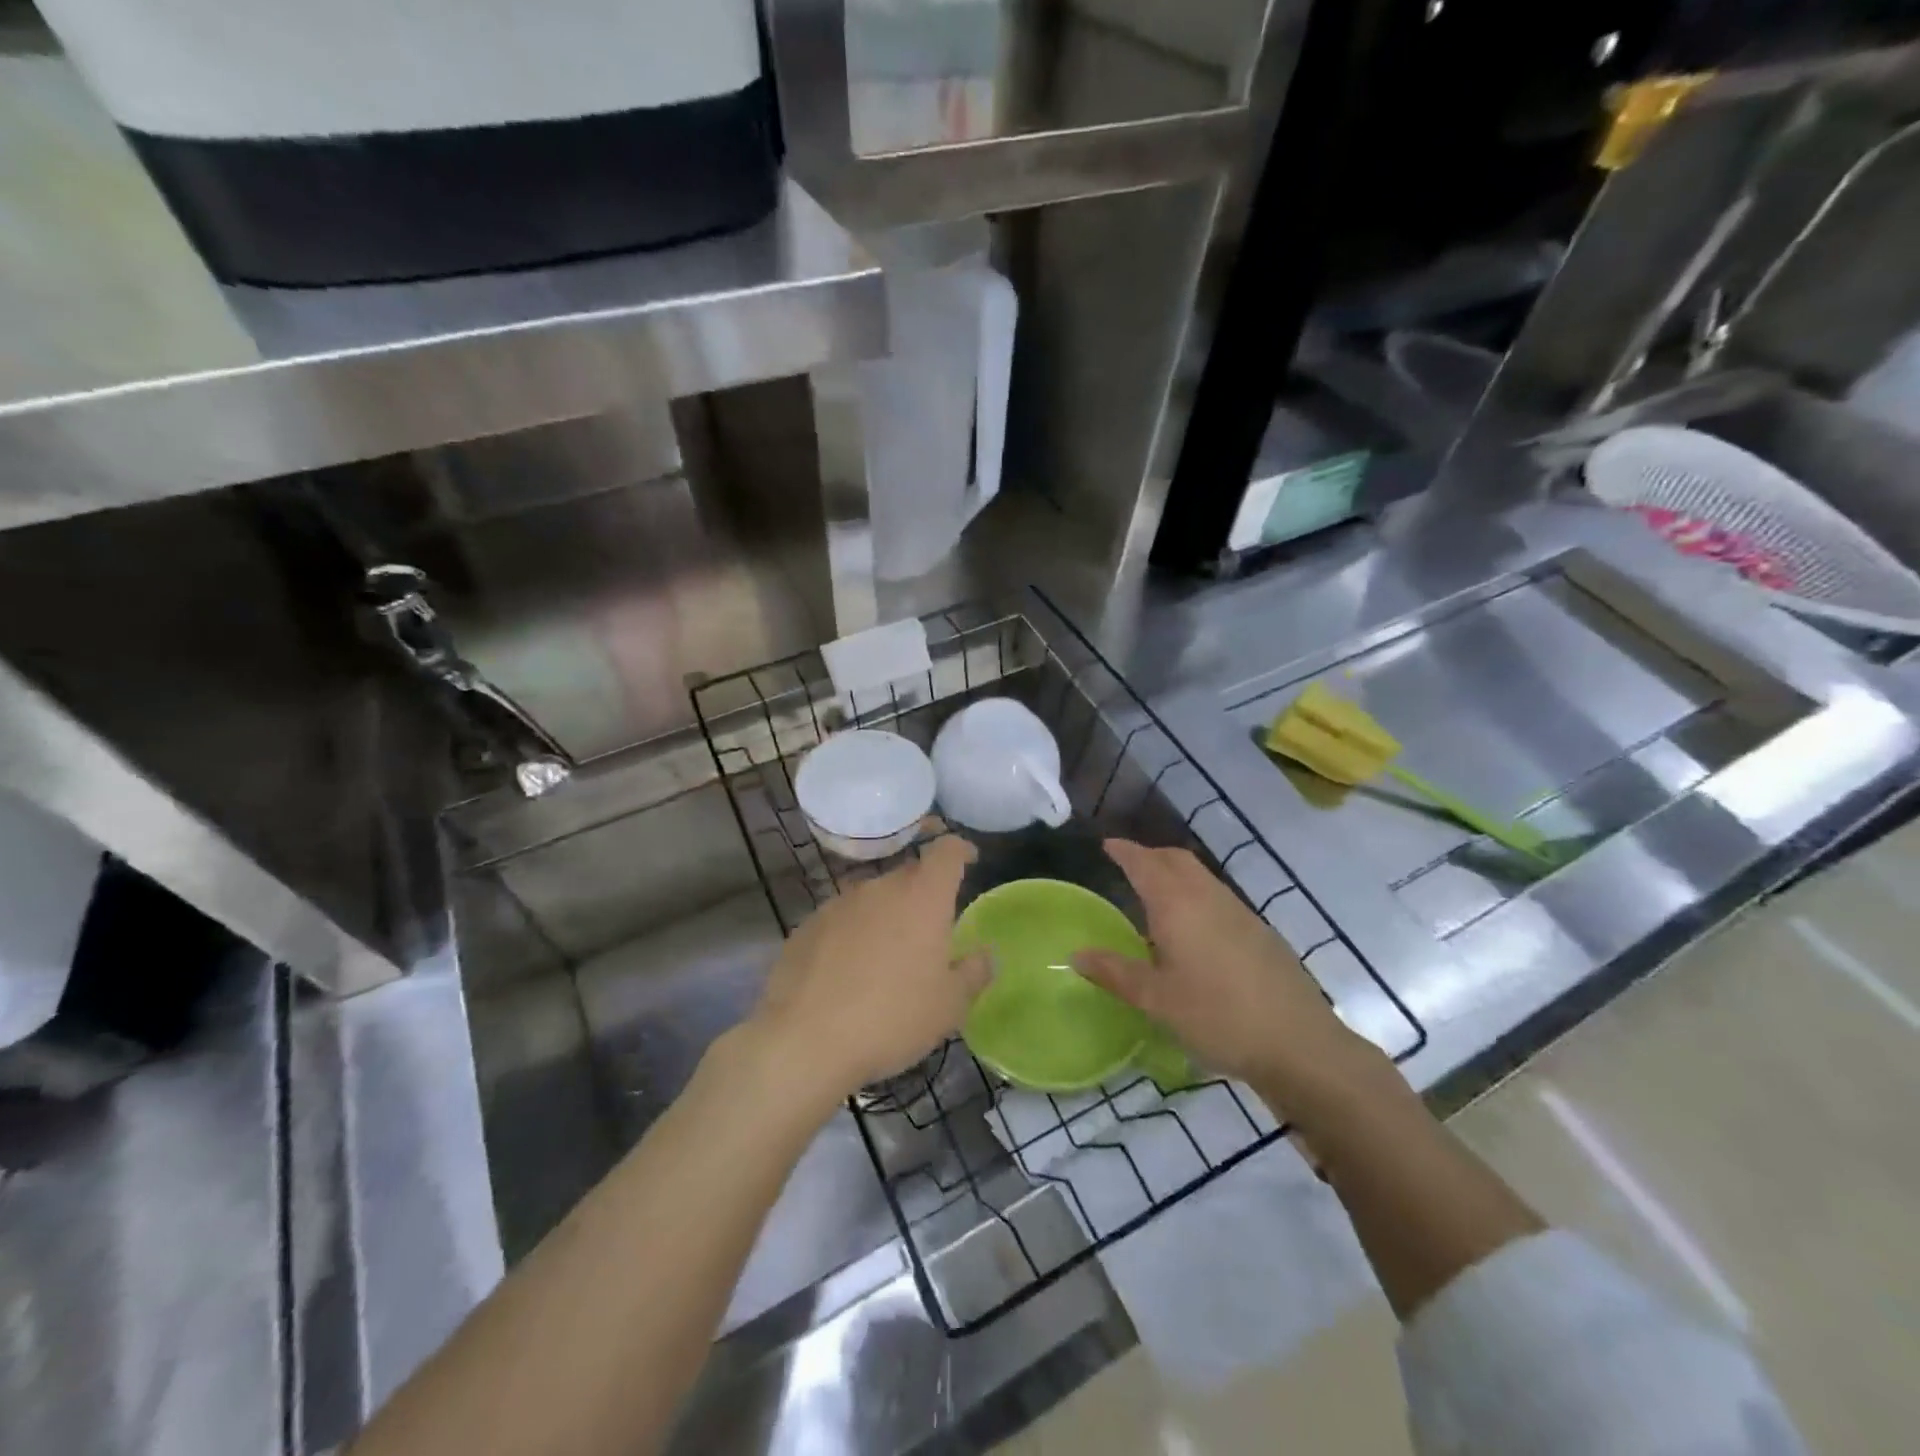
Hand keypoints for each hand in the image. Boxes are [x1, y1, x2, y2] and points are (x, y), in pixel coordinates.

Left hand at [749, 835, 991, 1103]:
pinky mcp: (807, 926)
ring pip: (873, 897)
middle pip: (908, 874)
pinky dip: (853, 934)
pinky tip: (849, 971)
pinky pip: (841, 919)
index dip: (960, 849)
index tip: (969, 859)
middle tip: (931, 928)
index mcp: (922, 898)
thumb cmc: (892, 1019)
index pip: (946, 851)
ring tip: (888, 955)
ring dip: (886, 915)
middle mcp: (880, 888)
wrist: (804, 1041)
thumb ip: (974, 973)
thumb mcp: (949, 1006)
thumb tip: (986, 954)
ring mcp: (838, 904)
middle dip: (923, 892)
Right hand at [1075, 839, 1372, 1094]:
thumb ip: (1115, 973)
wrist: (1298, 1043)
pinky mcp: (1261, 932)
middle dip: (1151, 855)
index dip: (1124, 851)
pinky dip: (1196, 895)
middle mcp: (1209, 897)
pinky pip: (1219, 897)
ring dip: (1175, 874)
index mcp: (1178, 905)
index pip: (1145, 863)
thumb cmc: (1217, 1017)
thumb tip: (1076, 954)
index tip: (1107, 845)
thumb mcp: (1157, 1000)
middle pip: (1176, 859)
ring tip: (1156, 896)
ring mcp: (1240, 912)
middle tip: (1129, 865)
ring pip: (1201, 876)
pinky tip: (1193, 930)